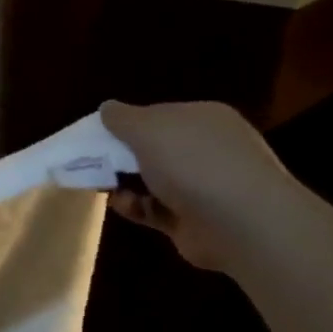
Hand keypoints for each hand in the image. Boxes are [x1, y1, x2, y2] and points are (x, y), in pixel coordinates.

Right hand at [101, 101, 302, 269]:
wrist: (240, 223)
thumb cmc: (193, 163)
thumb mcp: (148, 129)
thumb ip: (122, 118)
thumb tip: (106, 108)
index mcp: (202, 119)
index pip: (157, 116)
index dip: (125, 125)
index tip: (96, 137)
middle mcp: (206, 149)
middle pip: (152, 149)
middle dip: (121, 157)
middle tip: (92, 165)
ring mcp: (202, 186)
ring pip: (151, 181)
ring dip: (124, 184)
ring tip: (104, 188)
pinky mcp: (192, 219)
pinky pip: (155, 209)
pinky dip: (136, 207)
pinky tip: (123, 206)